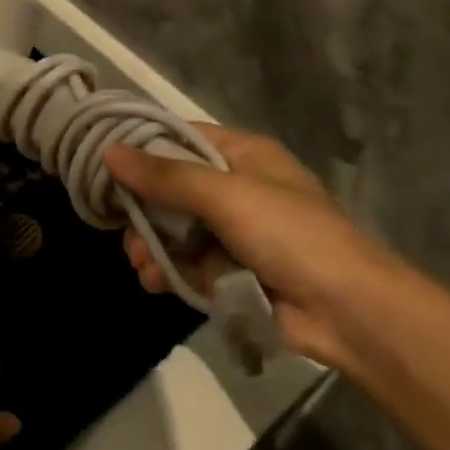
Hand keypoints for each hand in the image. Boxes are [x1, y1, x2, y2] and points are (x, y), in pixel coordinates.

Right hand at [104, 126, 407, 371]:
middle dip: (144, 209)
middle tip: (120, 225)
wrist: (347, 310)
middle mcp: (236, 188)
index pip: (181, 139)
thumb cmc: (289, 234)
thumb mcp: (225, 195)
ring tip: (141, 262)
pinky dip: (169, 270)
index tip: (103, 162)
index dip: (143, 148)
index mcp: (243, 155)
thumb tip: (110, 151)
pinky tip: (154, 281)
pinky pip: (187, 263)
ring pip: (175, 230)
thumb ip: (166, 176)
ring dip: (152, 244)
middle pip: (172, 188)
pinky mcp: (232, 272)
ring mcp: (234, 232)